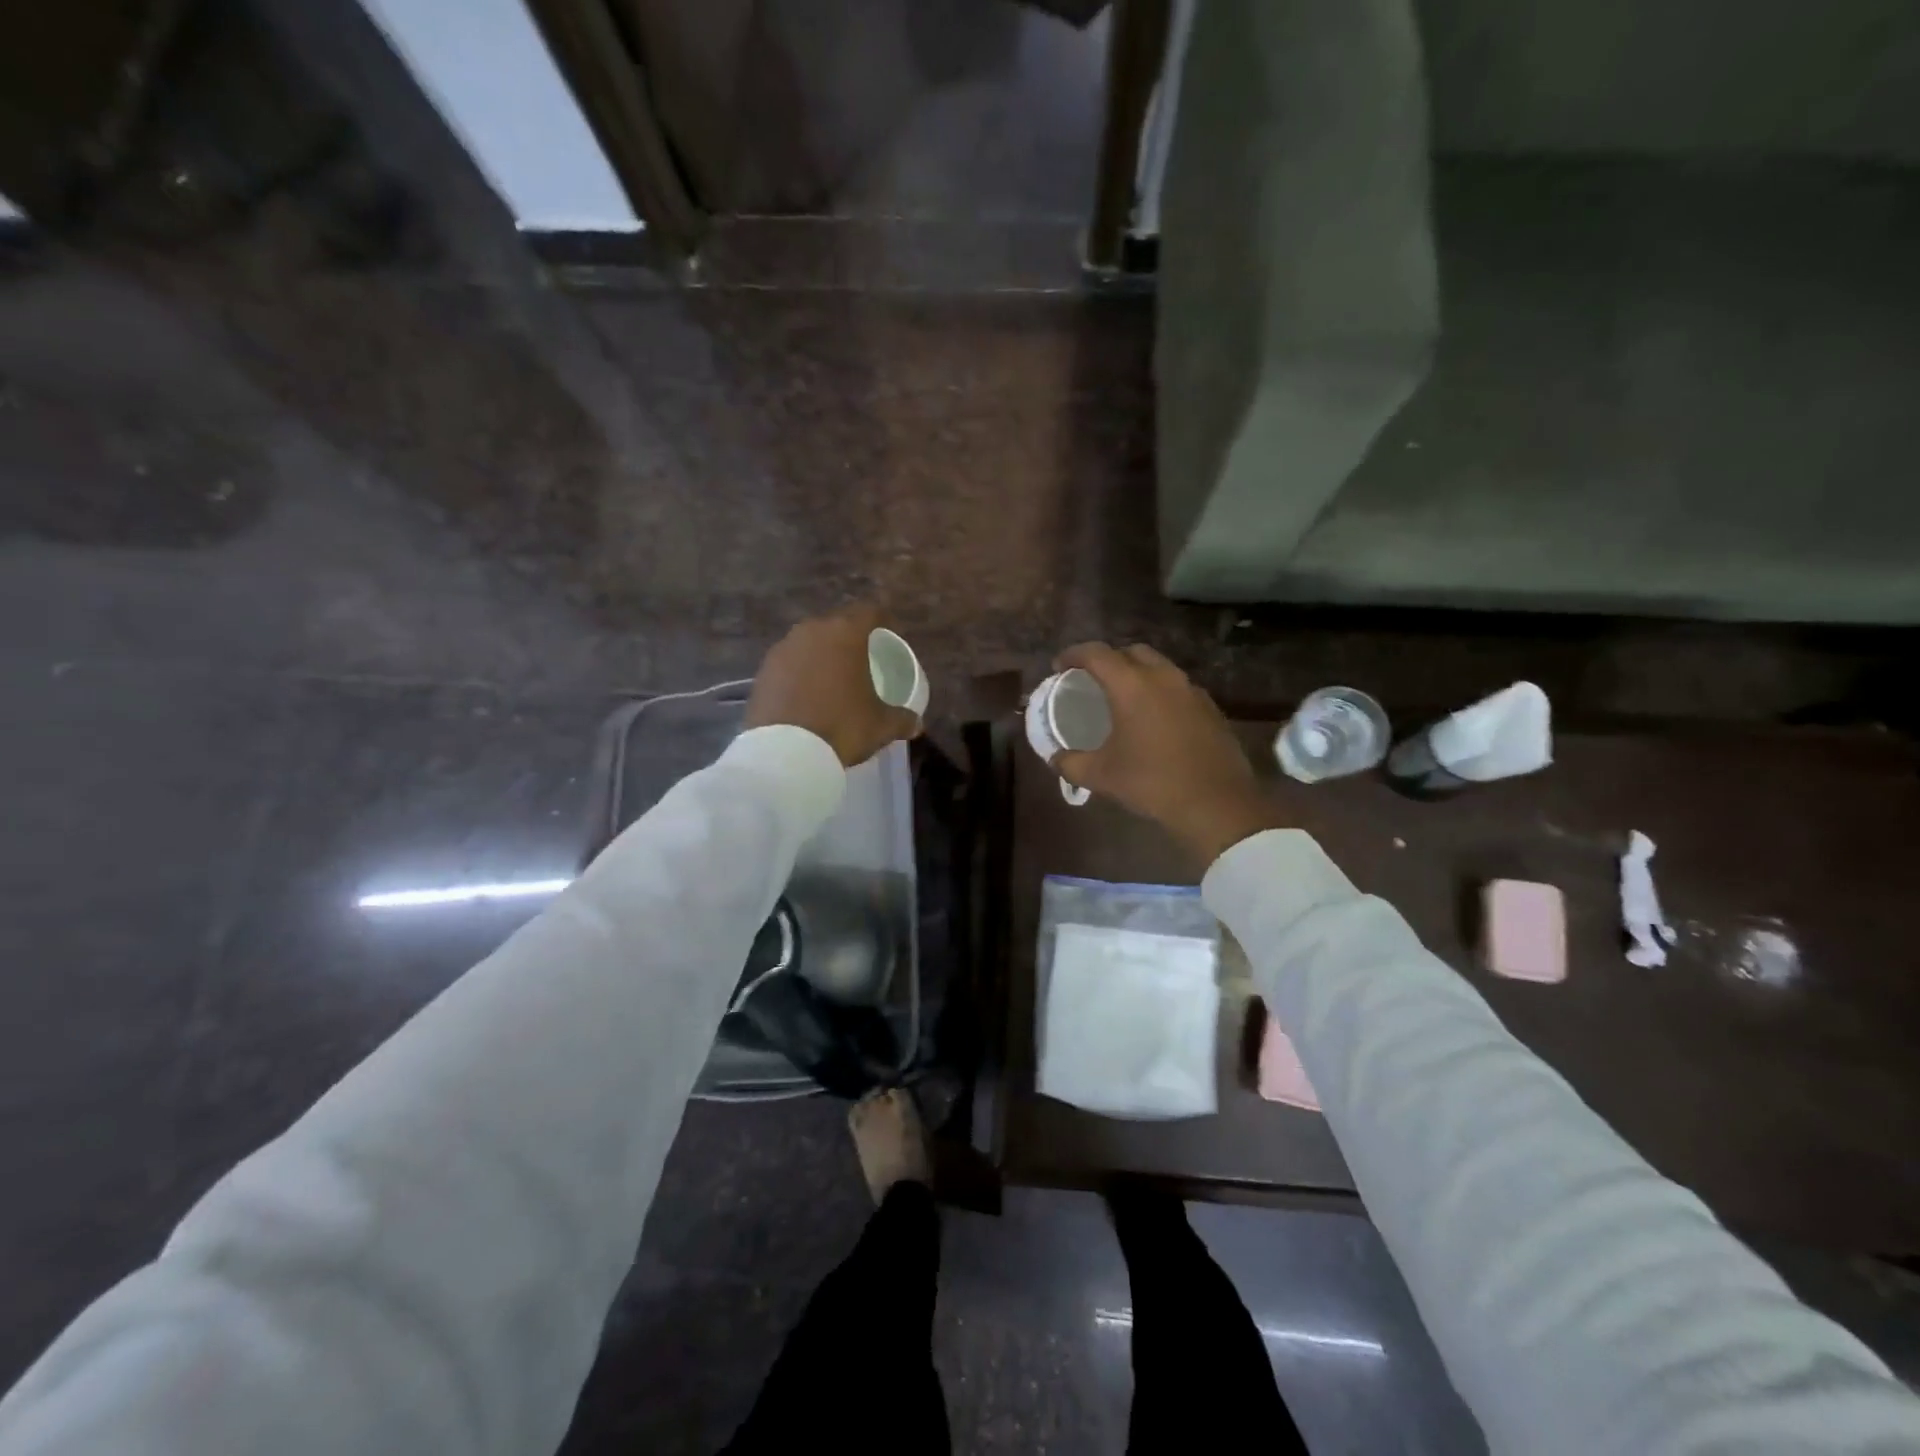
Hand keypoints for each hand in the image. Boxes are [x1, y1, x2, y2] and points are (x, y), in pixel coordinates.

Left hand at [746, 606, 923, 766]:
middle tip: (862, 660)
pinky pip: (789, 664)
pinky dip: (800, 673)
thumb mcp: (881, 725)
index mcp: (845, 633)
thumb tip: (916, 724)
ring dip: (822, 655)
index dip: (884, 621)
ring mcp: (783, 649)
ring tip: (833, 678)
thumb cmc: (842, 727)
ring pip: (809, 643)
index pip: (870, 612)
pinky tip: (807, 694)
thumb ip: (902, 719)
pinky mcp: (762, 671)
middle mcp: (812, 631)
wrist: (785, 752)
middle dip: (850, 638)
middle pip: (836, 625)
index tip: (891, 635)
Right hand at [1052, 642, 1286, 864]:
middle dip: (1109, 659)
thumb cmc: (1152, 783)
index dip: (1074, 655)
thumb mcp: (1101, 776)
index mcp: (1132, 685)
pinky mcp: (1210, 707)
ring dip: (1137, 673)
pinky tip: (1154, 718)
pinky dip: (1160, 692)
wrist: (1216, 803)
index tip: (1059, 666)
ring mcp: (1191, 690)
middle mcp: (1163, 677)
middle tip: (1093, 679)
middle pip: (1131, 651)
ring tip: (1123, 697)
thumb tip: (1054, 758)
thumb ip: (1070, 763)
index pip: (1097, 654)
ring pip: (1159, 667)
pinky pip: (1178, 687)